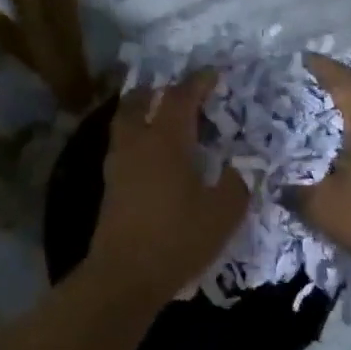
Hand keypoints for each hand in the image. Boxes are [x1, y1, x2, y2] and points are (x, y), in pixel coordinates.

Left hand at [91, 74, 248, 303]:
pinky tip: (153, 152)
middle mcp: (138, 142)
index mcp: (166, 139)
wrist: (125, 275)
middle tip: (180, 92)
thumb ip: (236, 182)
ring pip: (126, 121)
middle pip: (141, 100)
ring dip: (143, 109)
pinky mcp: (110, 184)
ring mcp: (118, 162)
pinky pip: (123, 143)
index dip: (198, 82)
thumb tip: (240, 166)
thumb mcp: (223, 212)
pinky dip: (138, 135)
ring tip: (163, 116)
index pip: (181, 97)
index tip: (213, 74)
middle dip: (160, 89)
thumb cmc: (177, 238)